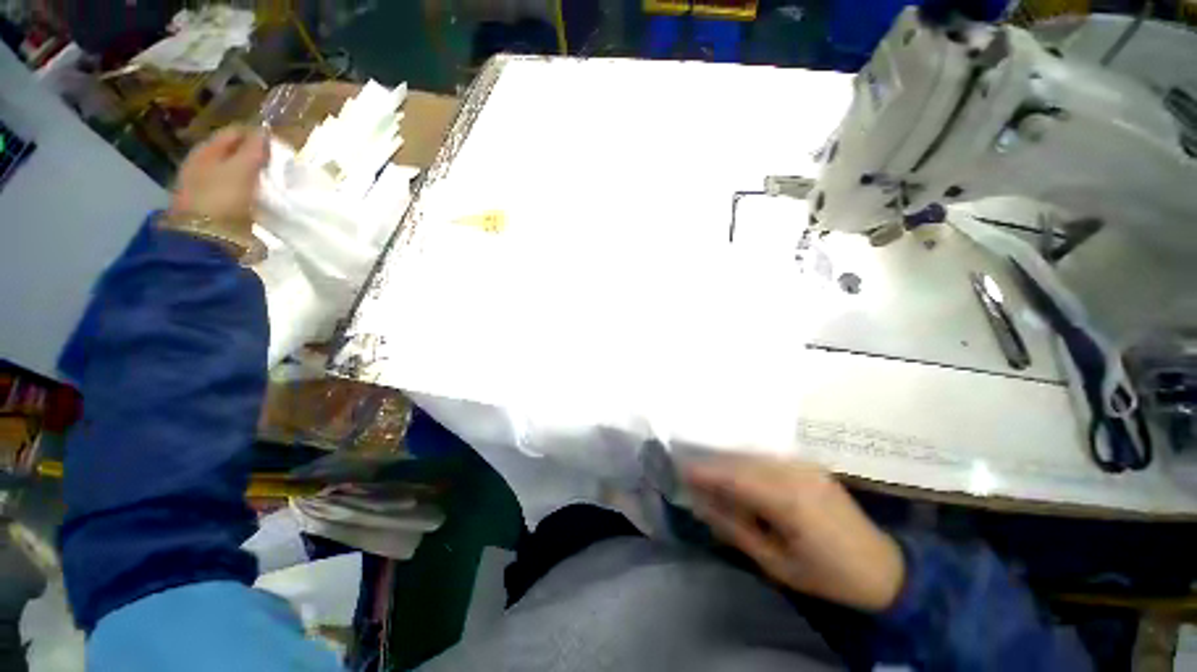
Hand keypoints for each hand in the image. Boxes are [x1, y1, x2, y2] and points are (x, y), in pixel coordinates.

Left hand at [168, 125, 268, 233]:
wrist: (205, 238)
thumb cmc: (222, 197)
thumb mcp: (241, 169)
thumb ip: (254, 149)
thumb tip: (265, 131)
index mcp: (206, 149)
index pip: (235, 132)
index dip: (256, 136)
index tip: (279, 147)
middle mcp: (203, 163)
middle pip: (234, 152)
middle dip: (255, 155)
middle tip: (278, 165)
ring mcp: (206, 185)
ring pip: (236, 171)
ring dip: (253, 174)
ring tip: (273, 182)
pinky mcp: (215, 205)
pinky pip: (236, 189)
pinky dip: (249, 190)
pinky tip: (260, 196)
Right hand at [684, 455, 904, 612]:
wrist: (885, 569)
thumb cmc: (829, 576)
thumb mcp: (777, 565)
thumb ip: (736, 529)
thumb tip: (702, 505)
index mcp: (790, 499)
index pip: (735, 476)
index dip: (705, 471)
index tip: (679, 470)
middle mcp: (796, 472)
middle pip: (742, 461)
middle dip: (712, 465)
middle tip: (688, 471)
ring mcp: (805, 465)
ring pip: (754, 457)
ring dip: (728, 463)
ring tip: (707, 473)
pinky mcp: (810, 465)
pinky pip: (768, 459)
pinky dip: (747, 464)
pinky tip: (737, 473)